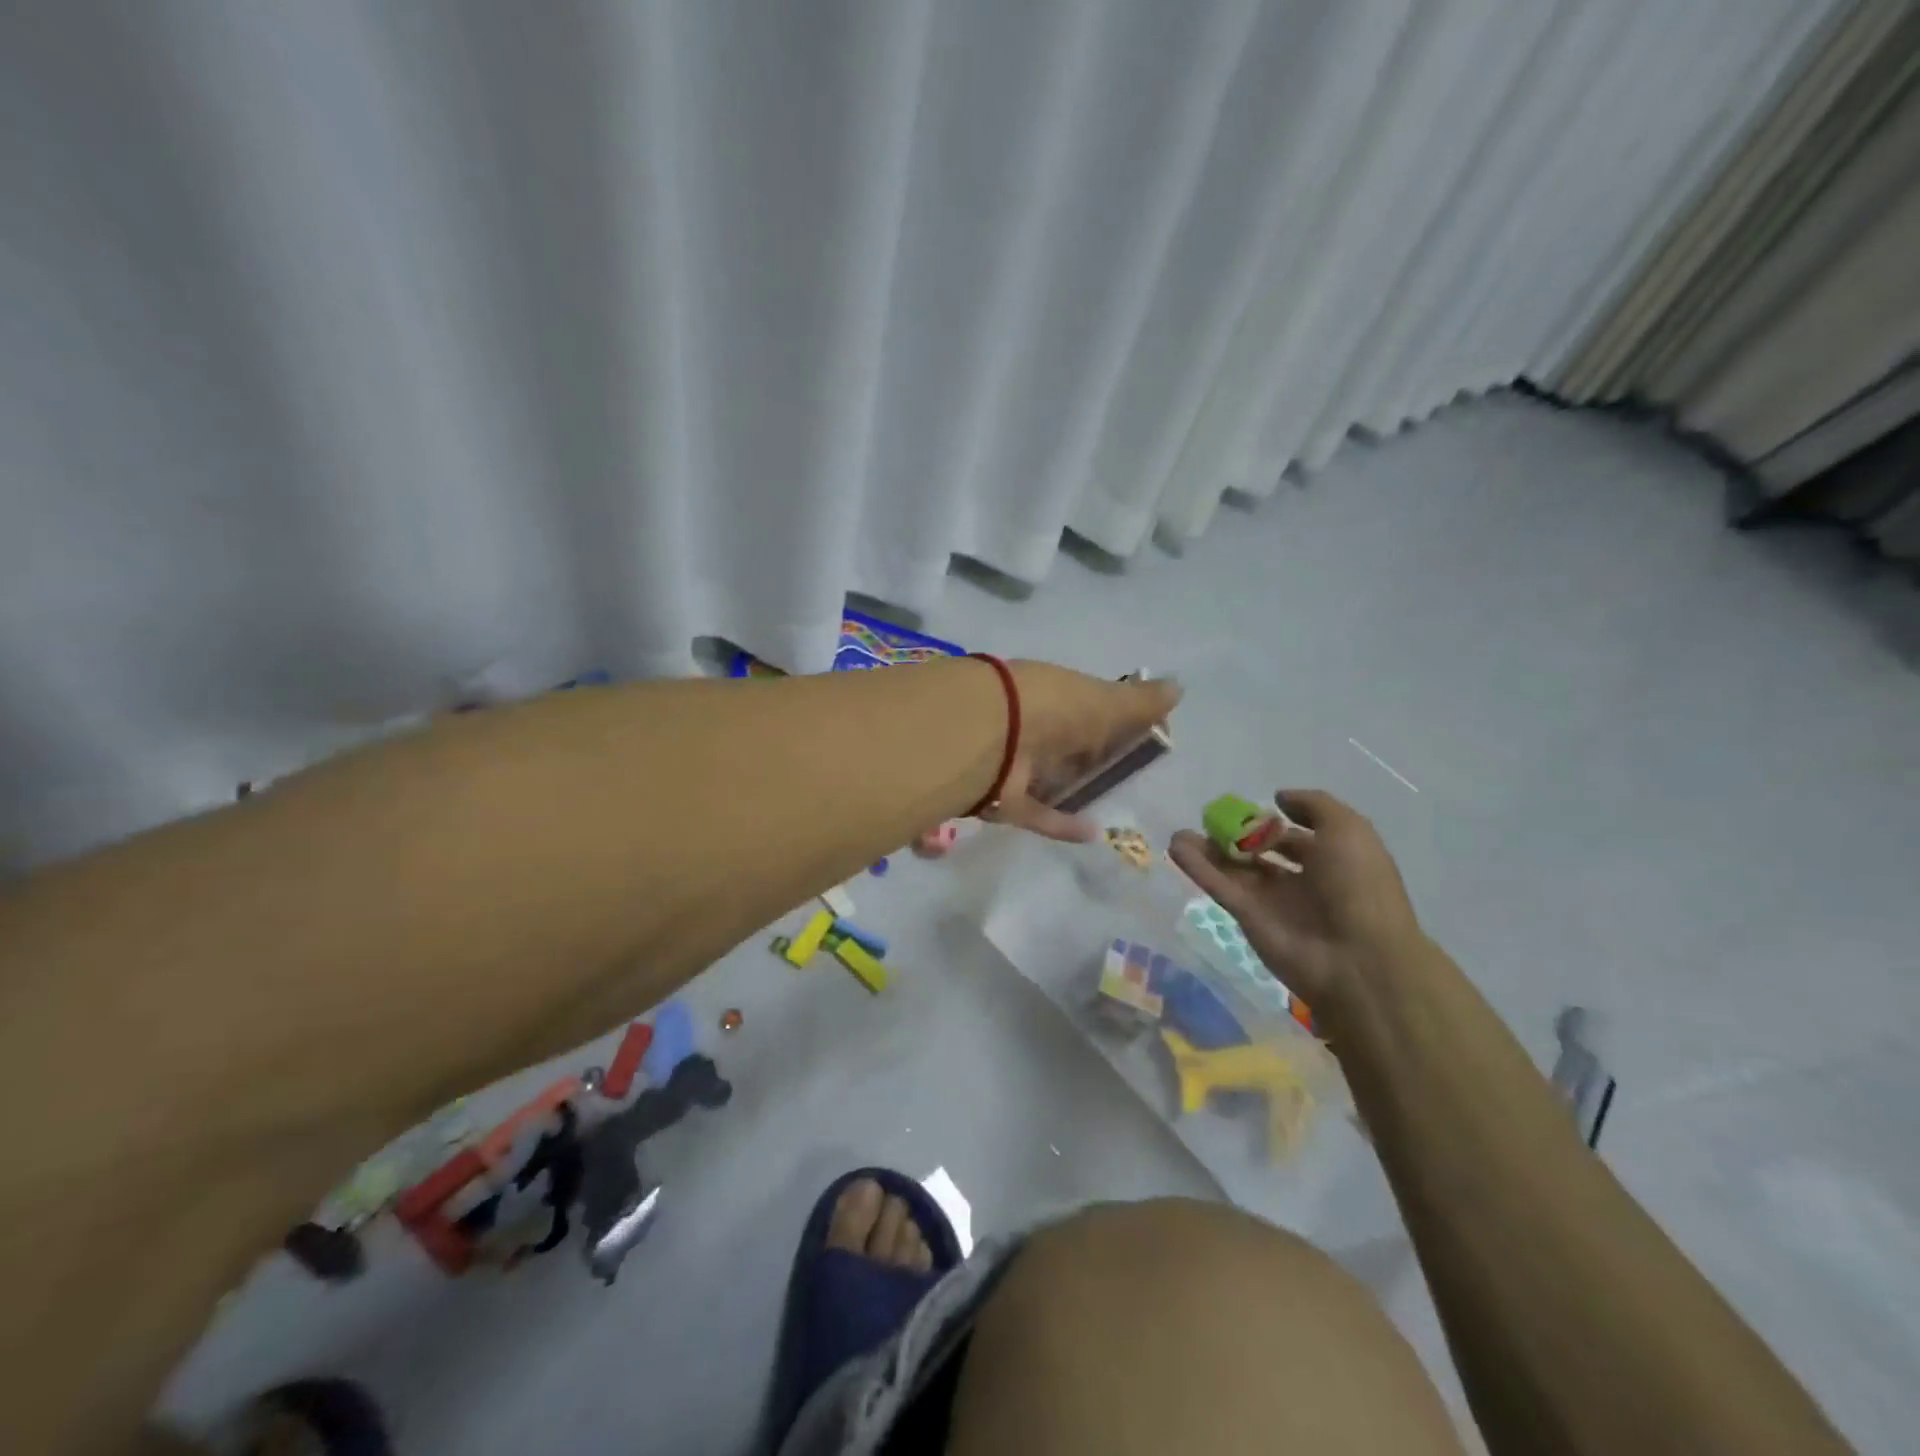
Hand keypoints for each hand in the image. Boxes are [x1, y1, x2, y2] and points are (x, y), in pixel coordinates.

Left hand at [989, 662, 1180, 842]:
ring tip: (1107, 803)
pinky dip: (1061, 823)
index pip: (1090, 703)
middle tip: (1125, 772)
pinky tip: (1090, 833)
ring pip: (1048, 775)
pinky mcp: (1003, 798)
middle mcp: (1031, 723)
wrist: (988, 733)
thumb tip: (1178, 687)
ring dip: (1072, 787)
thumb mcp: (1104, 700)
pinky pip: (1036, 812)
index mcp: (1054, 692)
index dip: (1116, 717)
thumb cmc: (1053, 708)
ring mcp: (1013, 761)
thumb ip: (1139, 701)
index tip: (1145, 734)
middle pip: (1068, 741)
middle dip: (1090, 754)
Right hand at [1168, 789, 1421, 1005]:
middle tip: (1211, 819)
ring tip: (1180, 832)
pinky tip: (1176, 846)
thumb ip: (1314, 805)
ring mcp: (1272, 900)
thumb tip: (1279, 798)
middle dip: (1237, 835)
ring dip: (1208, 849)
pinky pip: (1219, 885)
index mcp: (1332, 860)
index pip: (1297, 837)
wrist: (1356, 958)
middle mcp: (1302, 880)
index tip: (1250, 808)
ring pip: (1234, 868)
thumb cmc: (1358, 886)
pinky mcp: (1247, 916)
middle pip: (1261, 853)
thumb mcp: (1349, 830)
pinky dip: (1197, 866)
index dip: (1276, 822)